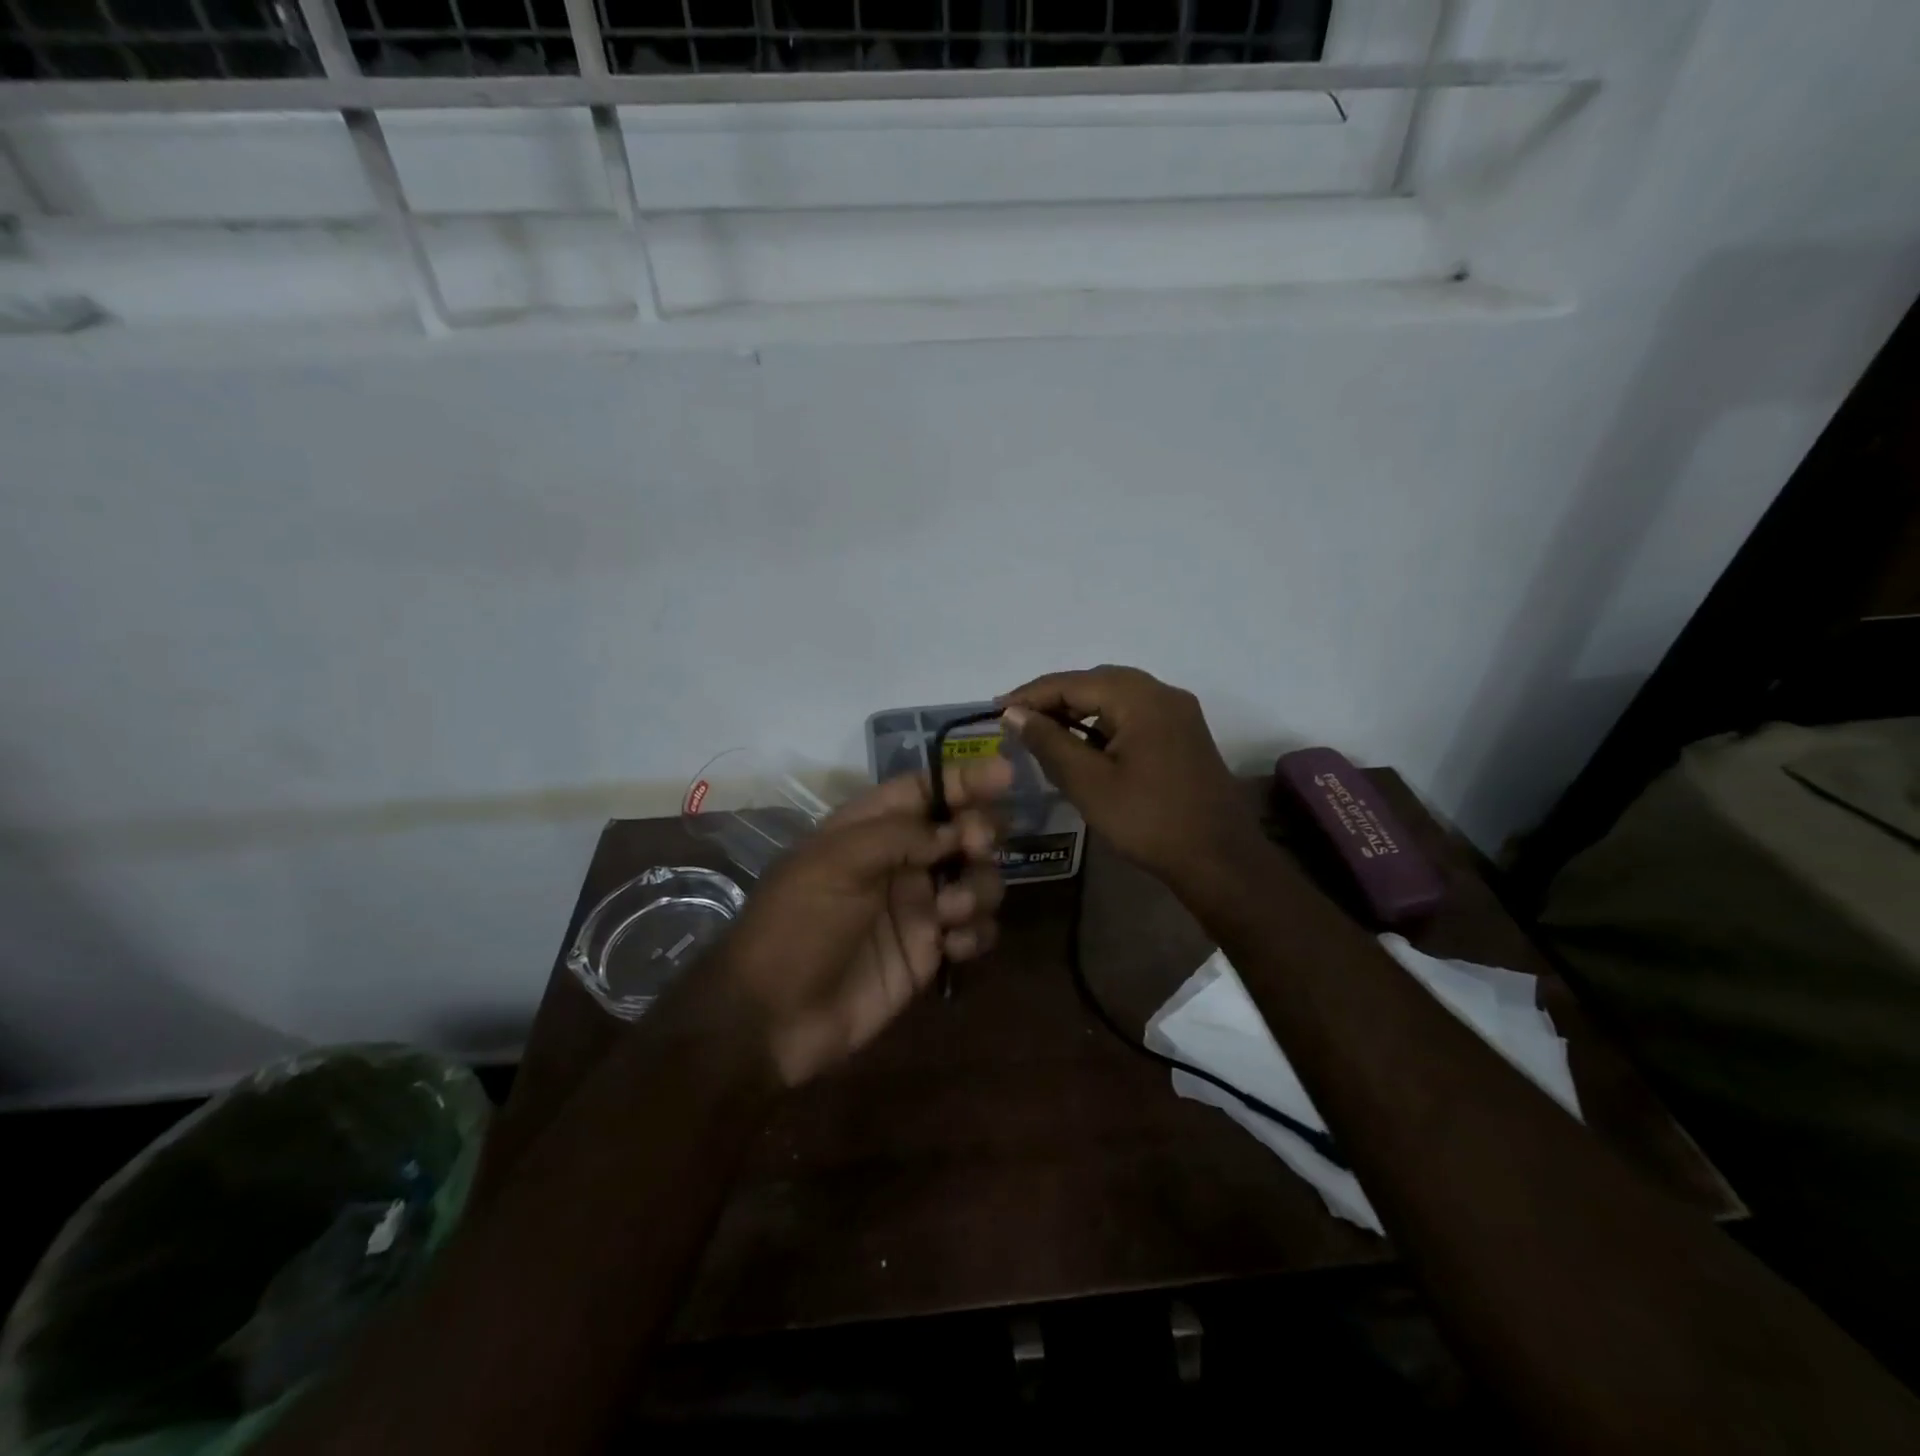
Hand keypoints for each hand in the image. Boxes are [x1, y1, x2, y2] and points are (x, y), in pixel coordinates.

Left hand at [716, 757, 1011, 1087]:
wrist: (773, 1017)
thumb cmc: (795, 925)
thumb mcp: (834, 863)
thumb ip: (898, 835)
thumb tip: (953, 831)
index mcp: (870, 829)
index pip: (925, 789)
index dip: (964, 779)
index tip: (1006, 775)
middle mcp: (900, 862)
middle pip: (962, 830)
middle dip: (980, 833)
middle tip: (975, 847)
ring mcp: (918, 908)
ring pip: (979, 879)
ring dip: (979, 887)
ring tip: (949, 912)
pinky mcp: (930, 952)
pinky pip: (976, 930)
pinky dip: (976, 933)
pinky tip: (951, 947)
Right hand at [1000, 665, 1260, 884]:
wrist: (1219, 859)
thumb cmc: (1148, 820)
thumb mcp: (1088, 782)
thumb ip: (1049, 742)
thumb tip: (1014, 714)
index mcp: (1141, 698)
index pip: (1073, 682)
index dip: (1031, 694)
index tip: (995, 710)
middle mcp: (1163, 694)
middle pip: (1096, 682)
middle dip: (1054, 698)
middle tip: (1016, 720)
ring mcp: (1178, 713)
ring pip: (1116, 697)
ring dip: (1078, 710)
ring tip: (1042, 730)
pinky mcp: (1183, 735)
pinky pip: (1134, 715)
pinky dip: (1103, 723)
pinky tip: (1083, 744)